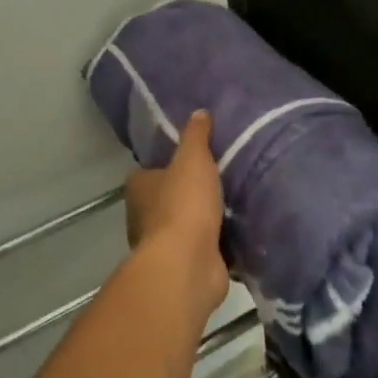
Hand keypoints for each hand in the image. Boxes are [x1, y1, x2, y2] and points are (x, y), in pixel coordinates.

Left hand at [124, 111, 228, 318]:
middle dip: (188, 193)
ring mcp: (163, 245)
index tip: (192, 159)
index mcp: (139, 188)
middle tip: (219, 180)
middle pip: (166, 199)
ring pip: (185, 226)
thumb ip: (196, 136)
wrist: (188, 264)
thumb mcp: (193, 159)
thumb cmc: (183, 204)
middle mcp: (144, 216)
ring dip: (204, 221)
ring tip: (235, 204)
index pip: (149, 171)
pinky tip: (239, 234)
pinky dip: (217, 244)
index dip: (167, 164)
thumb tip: (199, 112)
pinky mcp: (185, 266)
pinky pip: (203, 249)